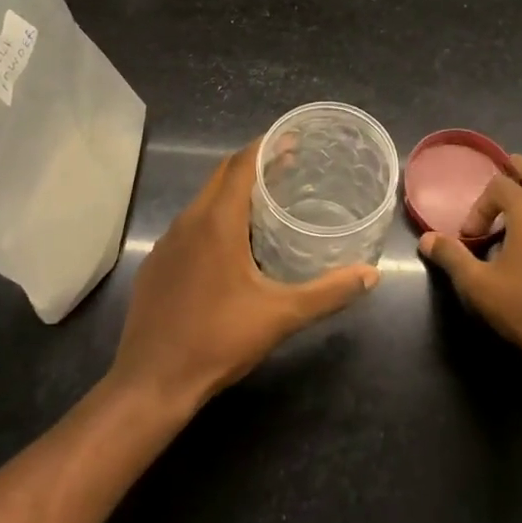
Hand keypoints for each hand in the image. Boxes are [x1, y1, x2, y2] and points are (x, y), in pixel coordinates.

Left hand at [109, 141, 379, 413]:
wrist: (151, 384)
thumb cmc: (218, 340)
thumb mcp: (280, 316)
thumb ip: (328, 292)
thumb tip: (370, 275)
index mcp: (217, 221)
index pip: (242, 164)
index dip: (266, 146)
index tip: (292, 138)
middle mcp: (188, 221)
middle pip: (222, 175)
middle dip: (253, 164)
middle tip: (288, 166)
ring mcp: (167, 243)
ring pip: (203, 200)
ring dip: (232, 192)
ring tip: (265, 202)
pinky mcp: (156, 264)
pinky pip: (189, 226)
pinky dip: (213, 218)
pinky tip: (230, 245)